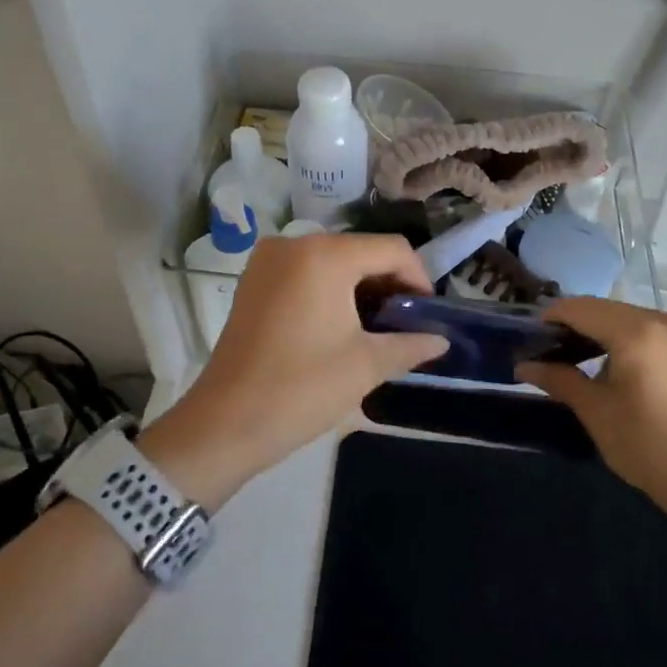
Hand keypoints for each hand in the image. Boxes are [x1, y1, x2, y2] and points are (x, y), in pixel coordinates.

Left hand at [140, 234, 446, 508]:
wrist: (225, 422)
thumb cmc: (301, 388)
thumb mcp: (365, 366)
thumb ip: (410, 344)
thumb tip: (441, 340)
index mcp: (325, 255)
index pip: (391, 249)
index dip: (418, 278)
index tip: (427, 314)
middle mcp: (296, 243)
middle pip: (361, 250)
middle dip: (389, 282)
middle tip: (405, 323)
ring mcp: (269, 258)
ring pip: (333, 259)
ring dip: (360, 286)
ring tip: (376, 327)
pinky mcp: (254, 278)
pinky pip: (306, 270)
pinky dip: (330, 287)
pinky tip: (340, 323)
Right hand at [517, 298, 666, 516]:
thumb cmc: (648, 446)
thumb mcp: (596, 412)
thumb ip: (559, 379)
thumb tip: (523, 366)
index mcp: (636, 331)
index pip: (579, 308)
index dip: (549, 318)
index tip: (526, 337)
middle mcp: (660, 320)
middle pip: (602, 308)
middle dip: (571, 323)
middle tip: (544, 349)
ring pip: (623, 316)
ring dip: (595, 329)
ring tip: (570, 356)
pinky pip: (643, 329)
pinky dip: (619, 337)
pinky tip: (606, 362)